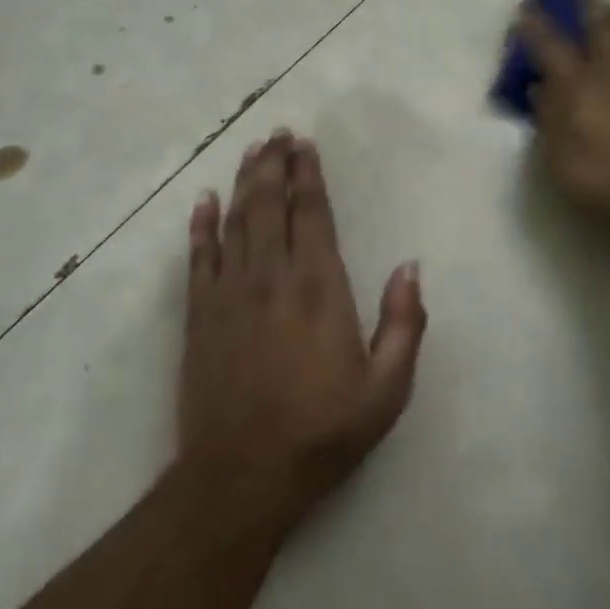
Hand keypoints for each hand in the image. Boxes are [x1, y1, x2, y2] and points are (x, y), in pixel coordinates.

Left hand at [180, 132, 426, 522]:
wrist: (243, 474)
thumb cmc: (323, 431)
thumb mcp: (387, 388)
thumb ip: (404, 323)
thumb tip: (410, 267)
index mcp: (320, 287)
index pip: (312, 214)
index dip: (308, 176)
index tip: (305, 146)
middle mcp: (272, 276)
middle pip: (269, 205)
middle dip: (273, 165)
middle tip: (276, 134)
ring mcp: (230, 292)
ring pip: (236, 221)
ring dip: (243, 182)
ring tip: (250, 151)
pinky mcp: (200, 314)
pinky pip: (199, 257)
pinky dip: (201, 225)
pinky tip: (202, 201)